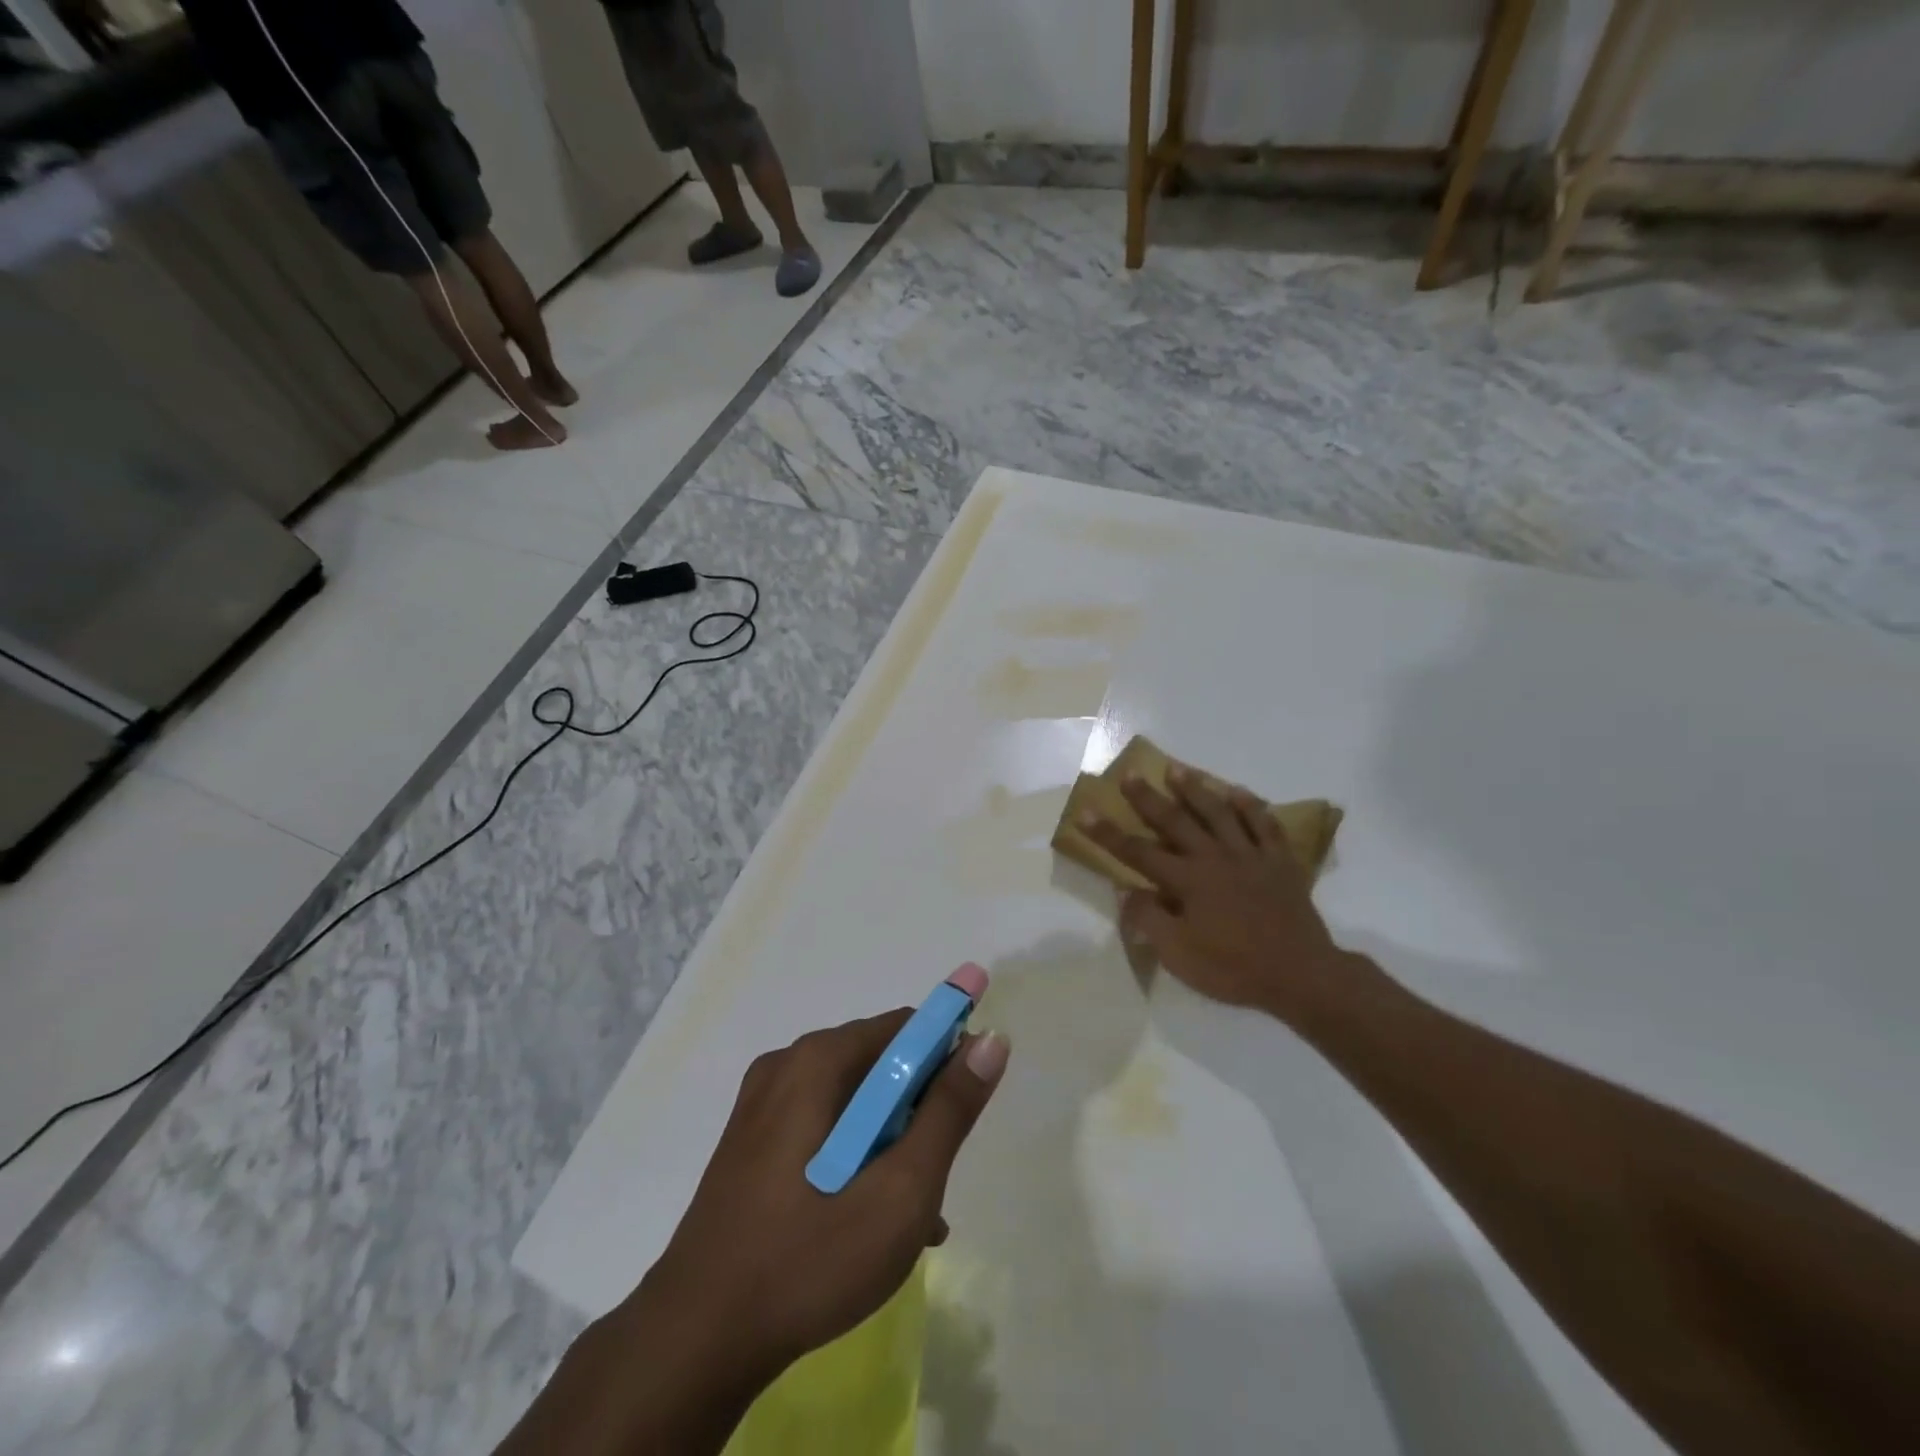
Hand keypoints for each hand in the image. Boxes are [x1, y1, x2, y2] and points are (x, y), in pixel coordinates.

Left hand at [645, 1009, 1009, 1379]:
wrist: (695, 1341)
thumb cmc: (809, 1258)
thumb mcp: (901, 1190)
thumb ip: (950, 1111)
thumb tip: (991, 1040)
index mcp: (819, 1060)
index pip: (906, 1028)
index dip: (947, 1058)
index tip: (965, 1111)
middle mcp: (788, 1065)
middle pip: (879, 1065)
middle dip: (918, 1112)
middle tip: (933, 1178)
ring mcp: (762, 1104)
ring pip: (853, 1102)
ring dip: (891, 1143)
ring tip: (911, 1214)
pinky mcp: (750, 1142)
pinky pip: (822, 1127)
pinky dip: (855, 1156)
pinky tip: (871, 1220)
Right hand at [1085, 767, 1351, 1024]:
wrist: (1301, 975)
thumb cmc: (1234, 968)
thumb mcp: (1179, 955)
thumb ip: (1149, 919)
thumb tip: (1125, 889)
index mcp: (1188, 881)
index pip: (1138, 852)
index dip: (1108, 833)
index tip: (1086, 812)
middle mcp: (1215, 858)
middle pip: (1175, 821)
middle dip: (1148, 798)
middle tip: (1130, 775)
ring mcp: (1250, 856)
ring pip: (1218, 813)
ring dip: (1196, 789)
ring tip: (1177, 770)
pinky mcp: (1280, 861)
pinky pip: (1264, 824)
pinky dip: (1250, 806)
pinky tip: (1237, 792)